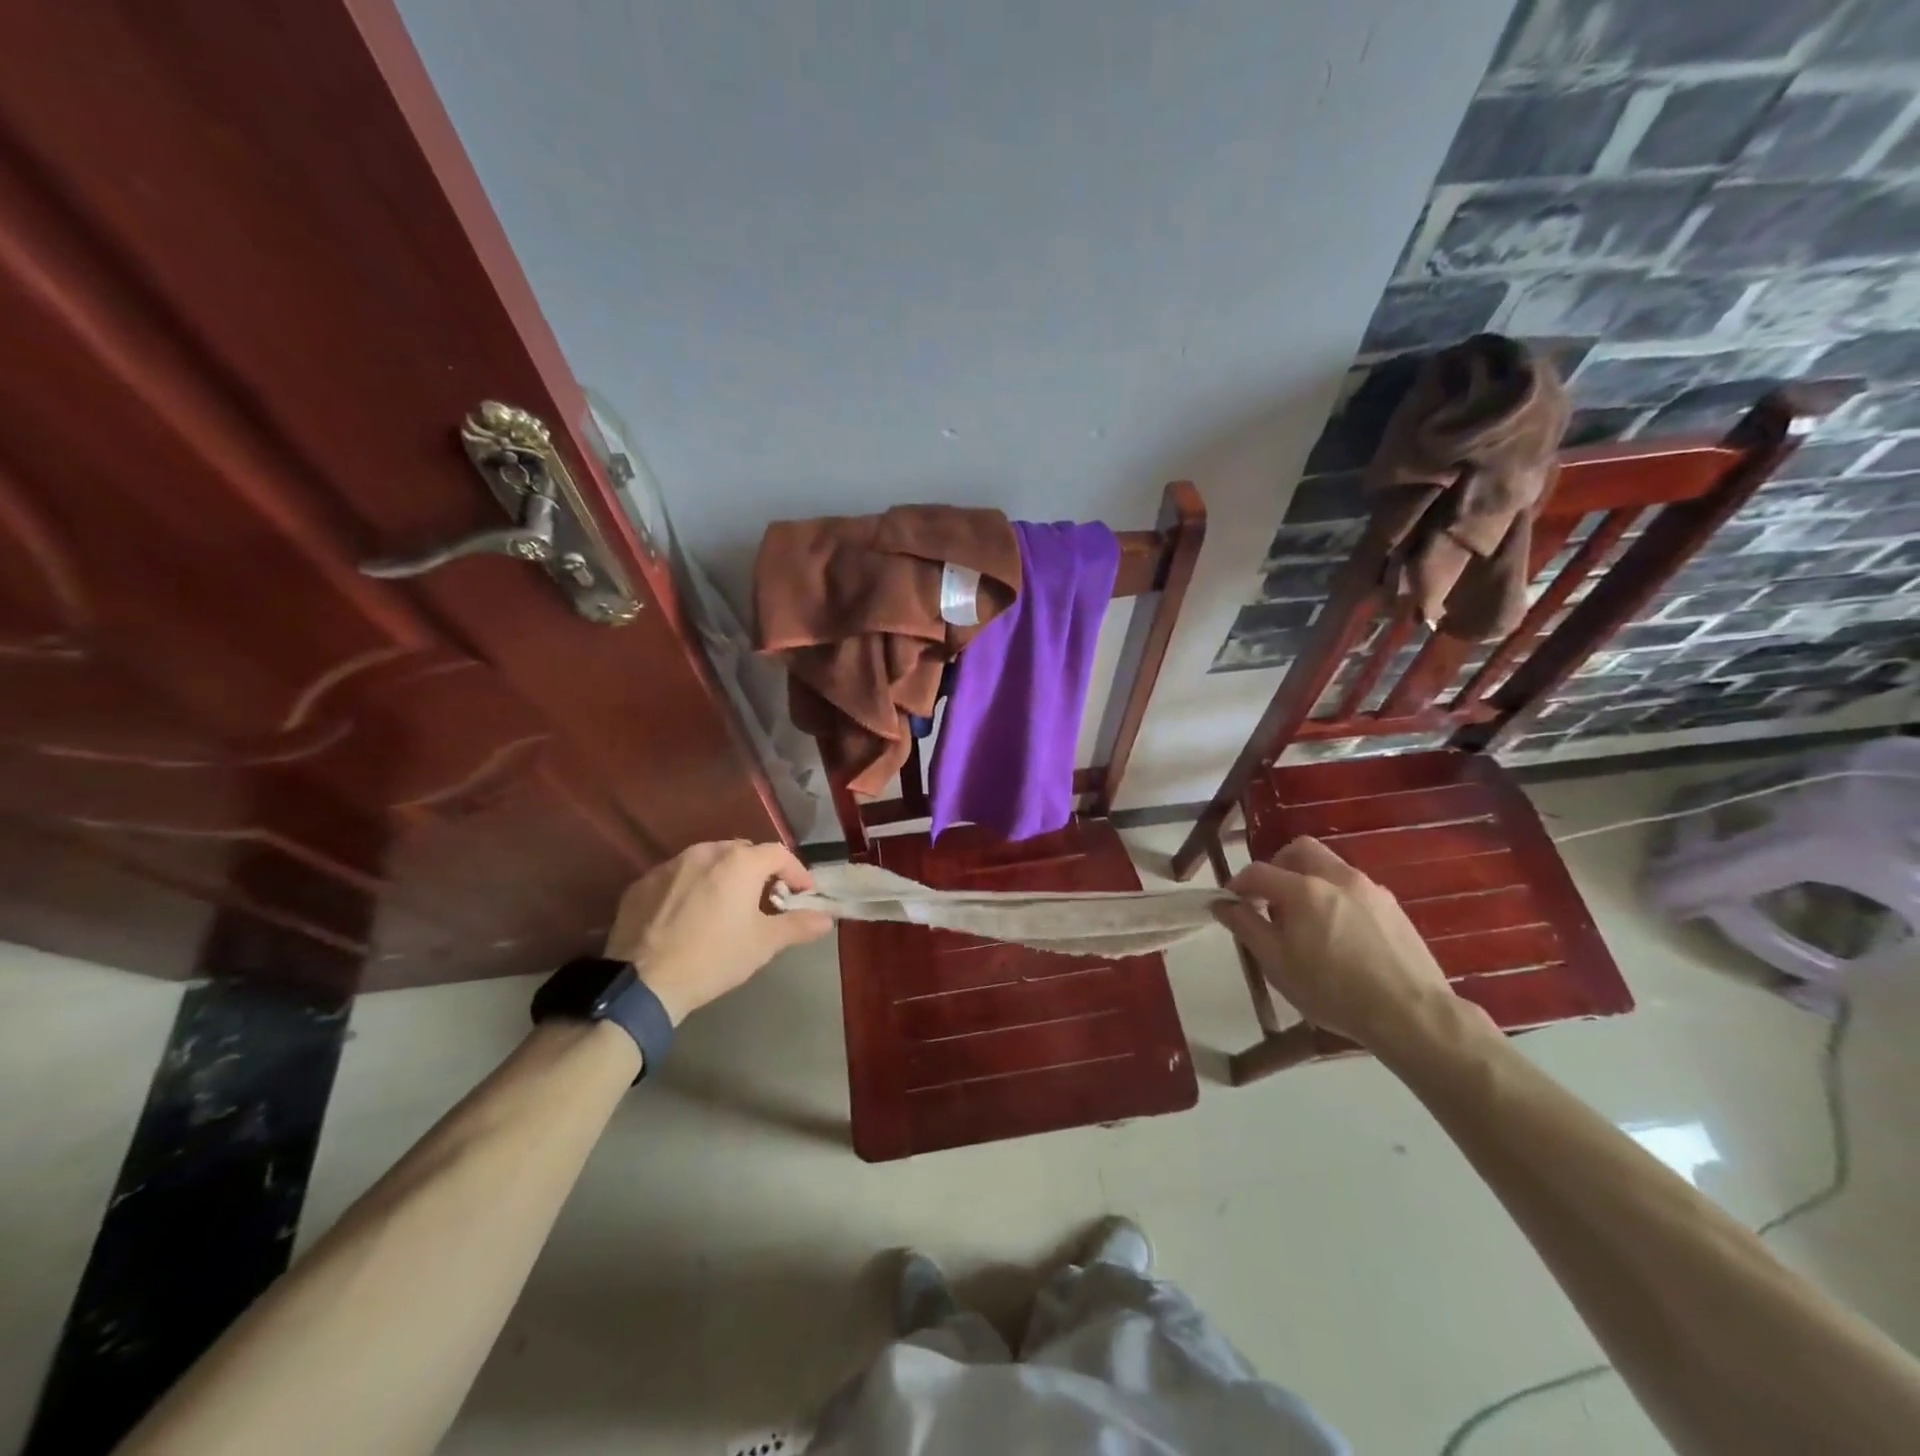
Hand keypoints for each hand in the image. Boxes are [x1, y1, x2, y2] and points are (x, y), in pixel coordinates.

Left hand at [604, 841, 832, 1024]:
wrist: (642, 983)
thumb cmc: (714, 957)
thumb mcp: (763, 944)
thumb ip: (798, 925)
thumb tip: (827, 918)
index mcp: (740, 862)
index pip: (779, 854)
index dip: (796, 873)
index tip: (802, 894)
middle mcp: (705, 852)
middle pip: (743, 852)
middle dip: (759, 872)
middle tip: (765, 900)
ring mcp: (670, 865)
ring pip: (708, 862)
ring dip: (724, 877)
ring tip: (726, 906)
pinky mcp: (642, 883)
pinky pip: (677, 877)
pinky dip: (691, 888)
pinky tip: (689, 916)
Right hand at [1213, 836, 1454, 1050]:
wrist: (1412, 1014)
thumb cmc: (1333, 991)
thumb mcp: (1277, 963)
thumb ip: (1246, 926)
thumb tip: (1223, 904)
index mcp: (1303, 889)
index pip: (1258, 871)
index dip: (1238, 884)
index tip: (1230, 903)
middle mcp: (1336, 877)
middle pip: (1299, 850)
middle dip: (1277, 866)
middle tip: (1269, 899)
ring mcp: (1369, 889)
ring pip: (1329, 866)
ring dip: (1307, 880)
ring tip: (1304, 920)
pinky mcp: (1392, 906)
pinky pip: (1352, 887)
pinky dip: (1334, 896)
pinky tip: (1338, 933)